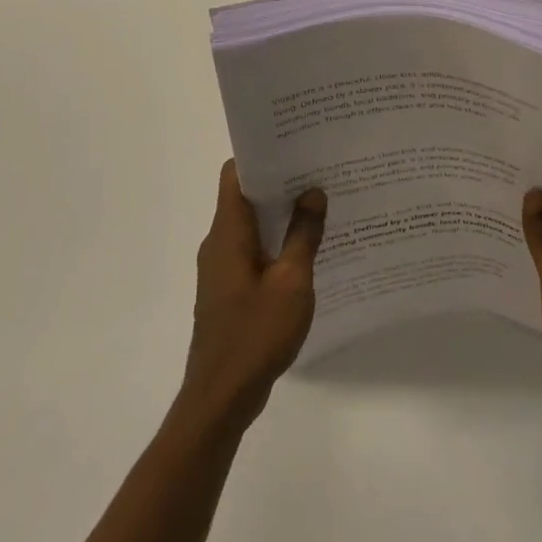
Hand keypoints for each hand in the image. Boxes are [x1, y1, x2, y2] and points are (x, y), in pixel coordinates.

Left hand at [178, 161, 326, 431]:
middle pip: (245, 197)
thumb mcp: (292, 281)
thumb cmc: (256, 334)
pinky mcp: (230, 290)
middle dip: (280, 182)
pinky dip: (277, 242)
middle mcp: (219, 243)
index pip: (235, 175)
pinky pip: (254, 252)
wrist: (222, 397)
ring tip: (322, 203)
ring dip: (281, 214)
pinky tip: (309, 248)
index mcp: (228, 233)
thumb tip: (313, 191)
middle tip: (321, 170)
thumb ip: (304, 234)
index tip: (295, 145)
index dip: (261, 155)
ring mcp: (222, 269)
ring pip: (252, 226)